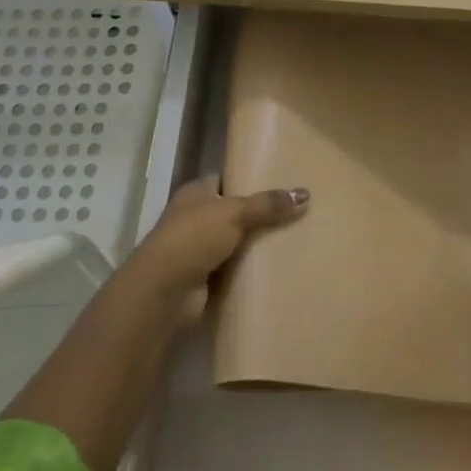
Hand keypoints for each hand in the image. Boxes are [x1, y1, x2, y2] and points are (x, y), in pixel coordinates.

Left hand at [128, 176, 308, 293]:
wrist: (165, 292)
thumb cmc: (194, 238)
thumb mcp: (234, 212)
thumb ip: (268, 204)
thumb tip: (305, 194)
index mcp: (196, 193)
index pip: (226, 179)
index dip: (250, 178)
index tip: (282, 180)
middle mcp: (195, 217)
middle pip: (235, 211)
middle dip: (261, 213)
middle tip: (297, 210)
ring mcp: (199, 249)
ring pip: (237, 241)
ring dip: (258, 243)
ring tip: (297, 236)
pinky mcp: (207, 278)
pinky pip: (237, 268)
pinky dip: (253, 268)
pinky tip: (281, 265)